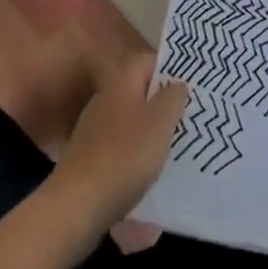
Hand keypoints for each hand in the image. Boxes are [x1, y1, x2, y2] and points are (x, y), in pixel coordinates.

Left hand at [49, 55, 187, 234]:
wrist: (76, 207)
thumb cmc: (125, 155)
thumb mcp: (161, 120)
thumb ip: (173, 96)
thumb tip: (176, 85)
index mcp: (121, 84)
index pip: (148, 62)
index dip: (170, 68)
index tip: (191, 84)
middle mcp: (104, 102)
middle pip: (139, 94)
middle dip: (163, 104)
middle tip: (189, 117)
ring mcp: (93, 133)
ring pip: (131, 123)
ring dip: (151, 133)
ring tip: (175, 147)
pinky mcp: (88, 162)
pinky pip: (120, 150)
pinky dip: (136, 157)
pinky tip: (149, 174)